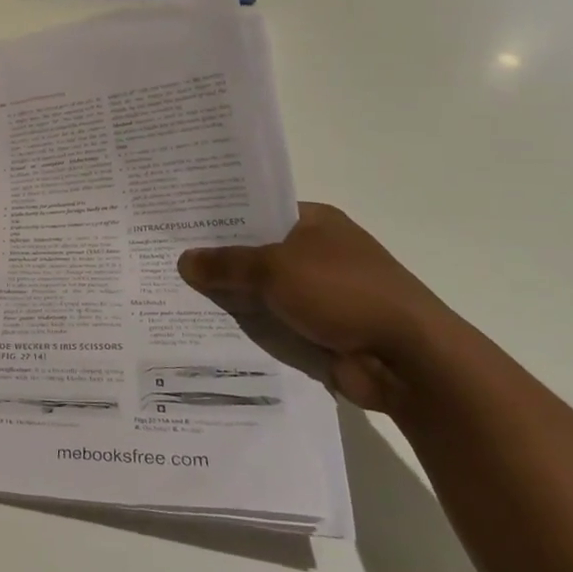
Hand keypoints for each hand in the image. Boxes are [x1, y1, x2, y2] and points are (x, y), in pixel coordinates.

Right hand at [177, 204, 460, 411]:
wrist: (408, 360)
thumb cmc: (343, 293)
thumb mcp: (275, 269)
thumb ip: (227, 264)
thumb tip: (184, 260)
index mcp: (314, 222)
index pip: (256, 211)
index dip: (218, 217)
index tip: (176, 224)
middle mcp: (317, 253)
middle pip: (254, 252)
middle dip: (216, 261)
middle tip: (163, 260)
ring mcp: (320, 294)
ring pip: (260, 291)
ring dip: (230, 298)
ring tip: (172, 295)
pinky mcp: (319, 330)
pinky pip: (271, 323)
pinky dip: (248, 328)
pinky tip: (205, 328)